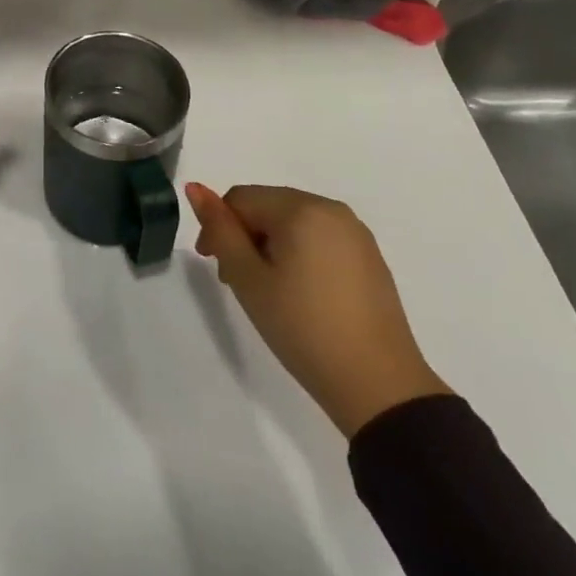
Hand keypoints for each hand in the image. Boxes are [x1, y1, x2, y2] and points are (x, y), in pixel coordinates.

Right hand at [186, 183, 451, 437]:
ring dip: (270, 245)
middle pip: (268, 205)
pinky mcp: (369, 257)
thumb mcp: (249, 280)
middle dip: (245, 235)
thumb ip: (220, 230)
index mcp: (301, 208)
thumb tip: (195, 187)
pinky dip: (299, 254)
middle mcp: (331, 209)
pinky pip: (320, 238)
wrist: (380, 387)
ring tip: (266, 290)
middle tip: (235, 281)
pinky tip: (299, 294)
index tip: (213, 266)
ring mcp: (355, 233)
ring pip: (294, 222)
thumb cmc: (303, 328)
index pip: (241, 198)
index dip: (218, 226)